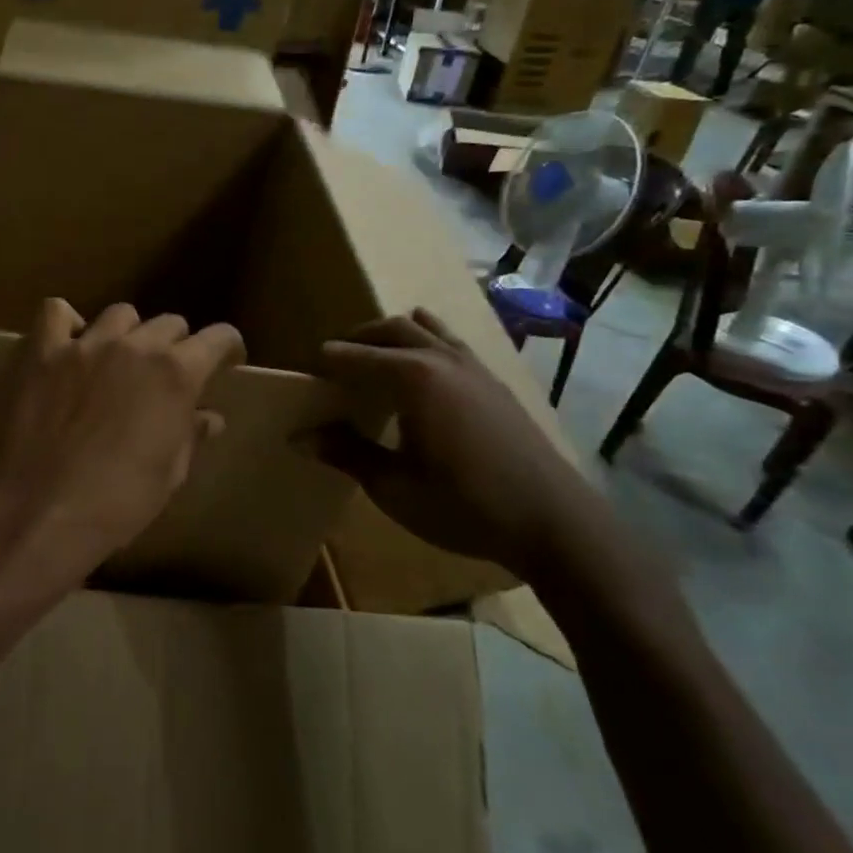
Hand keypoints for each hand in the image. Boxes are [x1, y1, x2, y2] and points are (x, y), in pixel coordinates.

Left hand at [0, 299, 244, 603]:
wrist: (44, 510)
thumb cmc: (118, 502)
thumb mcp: (169, 475)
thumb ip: (189, 436)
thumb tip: (208, 418)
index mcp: (176, 374)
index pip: (218, 337)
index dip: (226, 348)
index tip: (226, 362)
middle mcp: (134, 346)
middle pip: (168, 323)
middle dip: (175, 345)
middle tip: (165, 375)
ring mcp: (85, 345)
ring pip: (119, 314)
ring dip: (128, 333)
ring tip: (119, 360)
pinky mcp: (43, 353)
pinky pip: (55, 312)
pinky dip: (66, 323)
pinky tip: (69, 345)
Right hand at [312, 310, 611, 584]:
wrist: (554, 523)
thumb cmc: (465, 505)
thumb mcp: (394, 486)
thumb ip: (346, 454)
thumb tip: (298, 437)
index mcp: (413, 379)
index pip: (357, 356)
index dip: (328, 362)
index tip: (305, 373)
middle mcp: (443, 360)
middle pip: (392, 329)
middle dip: (358, 339)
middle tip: (333, 361)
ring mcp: (475, 368)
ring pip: (426, 330)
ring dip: (394, 335)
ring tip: (374, 355)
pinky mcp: (495, 383)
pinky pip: (452, 345)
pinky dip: (427, 343)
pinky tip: (424, 366)